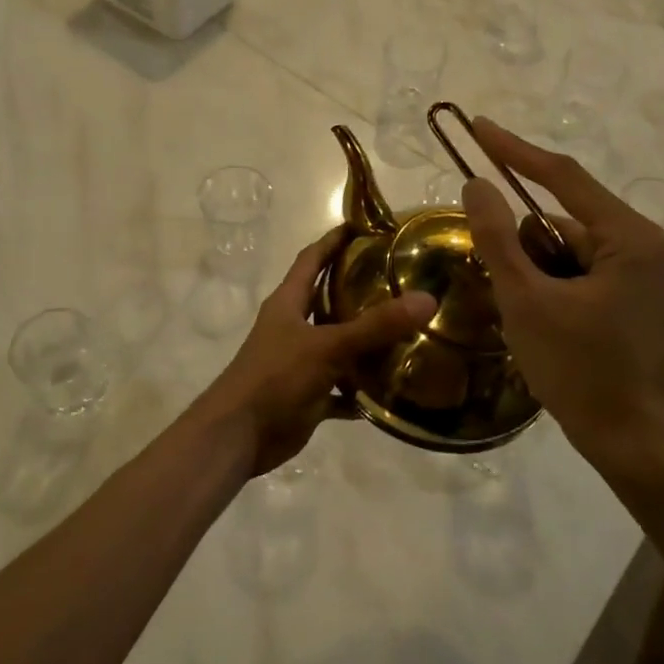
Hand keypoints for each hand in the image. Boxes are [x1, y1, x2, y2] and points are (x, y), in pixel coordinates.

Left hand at [191, 228, 436, 478]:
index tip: (365, 226)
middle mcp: (293, 326)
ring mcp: (299, 362)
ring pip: (338, 344)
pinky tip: (392, 388)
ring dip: (366, 341)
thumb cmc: (275, 378)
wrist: (238, 436)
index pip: (311, 259)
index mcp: (288, 302)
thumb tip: (426, 299)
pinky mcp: (307, 394)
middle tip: (401, 280)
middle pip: (327, 299)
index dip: (334, 241)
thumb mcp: (327, 346)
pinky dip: (361, 389)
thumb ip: (375, 326)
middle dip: (359, 289)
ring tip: (408, 332)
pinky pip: (341, 387)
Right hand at [461, 118, 663, 476]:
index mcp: (627, 237)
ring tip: (516, 311)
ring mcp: (633, 272)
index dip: (514, 151)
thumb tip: (475, 183)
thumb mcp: (527, 300)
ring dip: (527, 267)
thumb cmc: (580, 369)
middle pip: (559, 218)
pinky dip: (541, 283)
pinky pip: (570, 271)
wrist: (629, 441)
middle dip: (518, 239)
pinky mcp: (622, 296)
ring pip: (561, 248)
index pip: (562, 176)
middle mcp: (637, 244)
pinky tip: (529, 317)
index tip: (477, 127)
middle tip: (489, 264)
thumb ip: (498, 238)